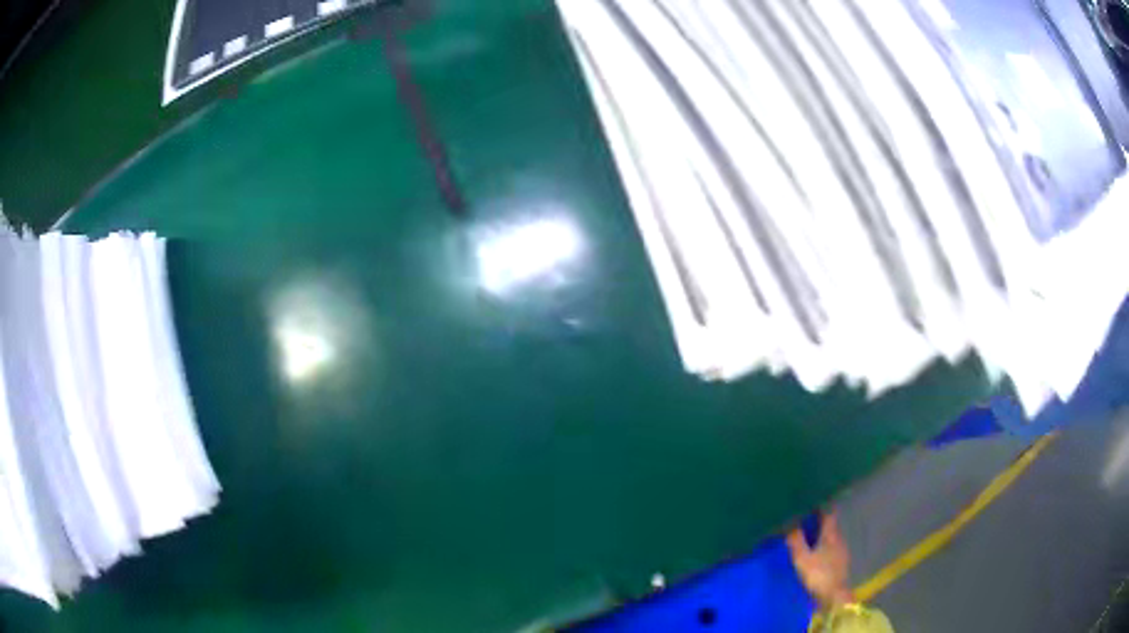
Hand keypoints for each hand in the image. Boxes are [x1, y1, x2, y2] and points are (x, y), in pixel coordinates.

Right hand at [786, 512, 853, 608]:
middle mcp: (839, 540)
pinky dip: (825, 547)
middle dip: (821, 523)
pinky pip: (832, 549)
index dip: (822, 509)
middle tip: (807, 521)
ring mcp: (842, 552)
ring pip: (832, 538)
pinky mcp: (841, 563)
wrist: (834, 594)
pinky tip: (818, 554)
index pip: (828, 516)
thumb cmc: (818, 574)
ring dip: (823, 536)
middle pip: (831, 527)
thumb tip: (790, 524)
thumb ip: (796, 542)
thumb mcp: (802, 559)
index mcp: (831, 535)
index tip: (813, 503)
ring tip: (811, 537)